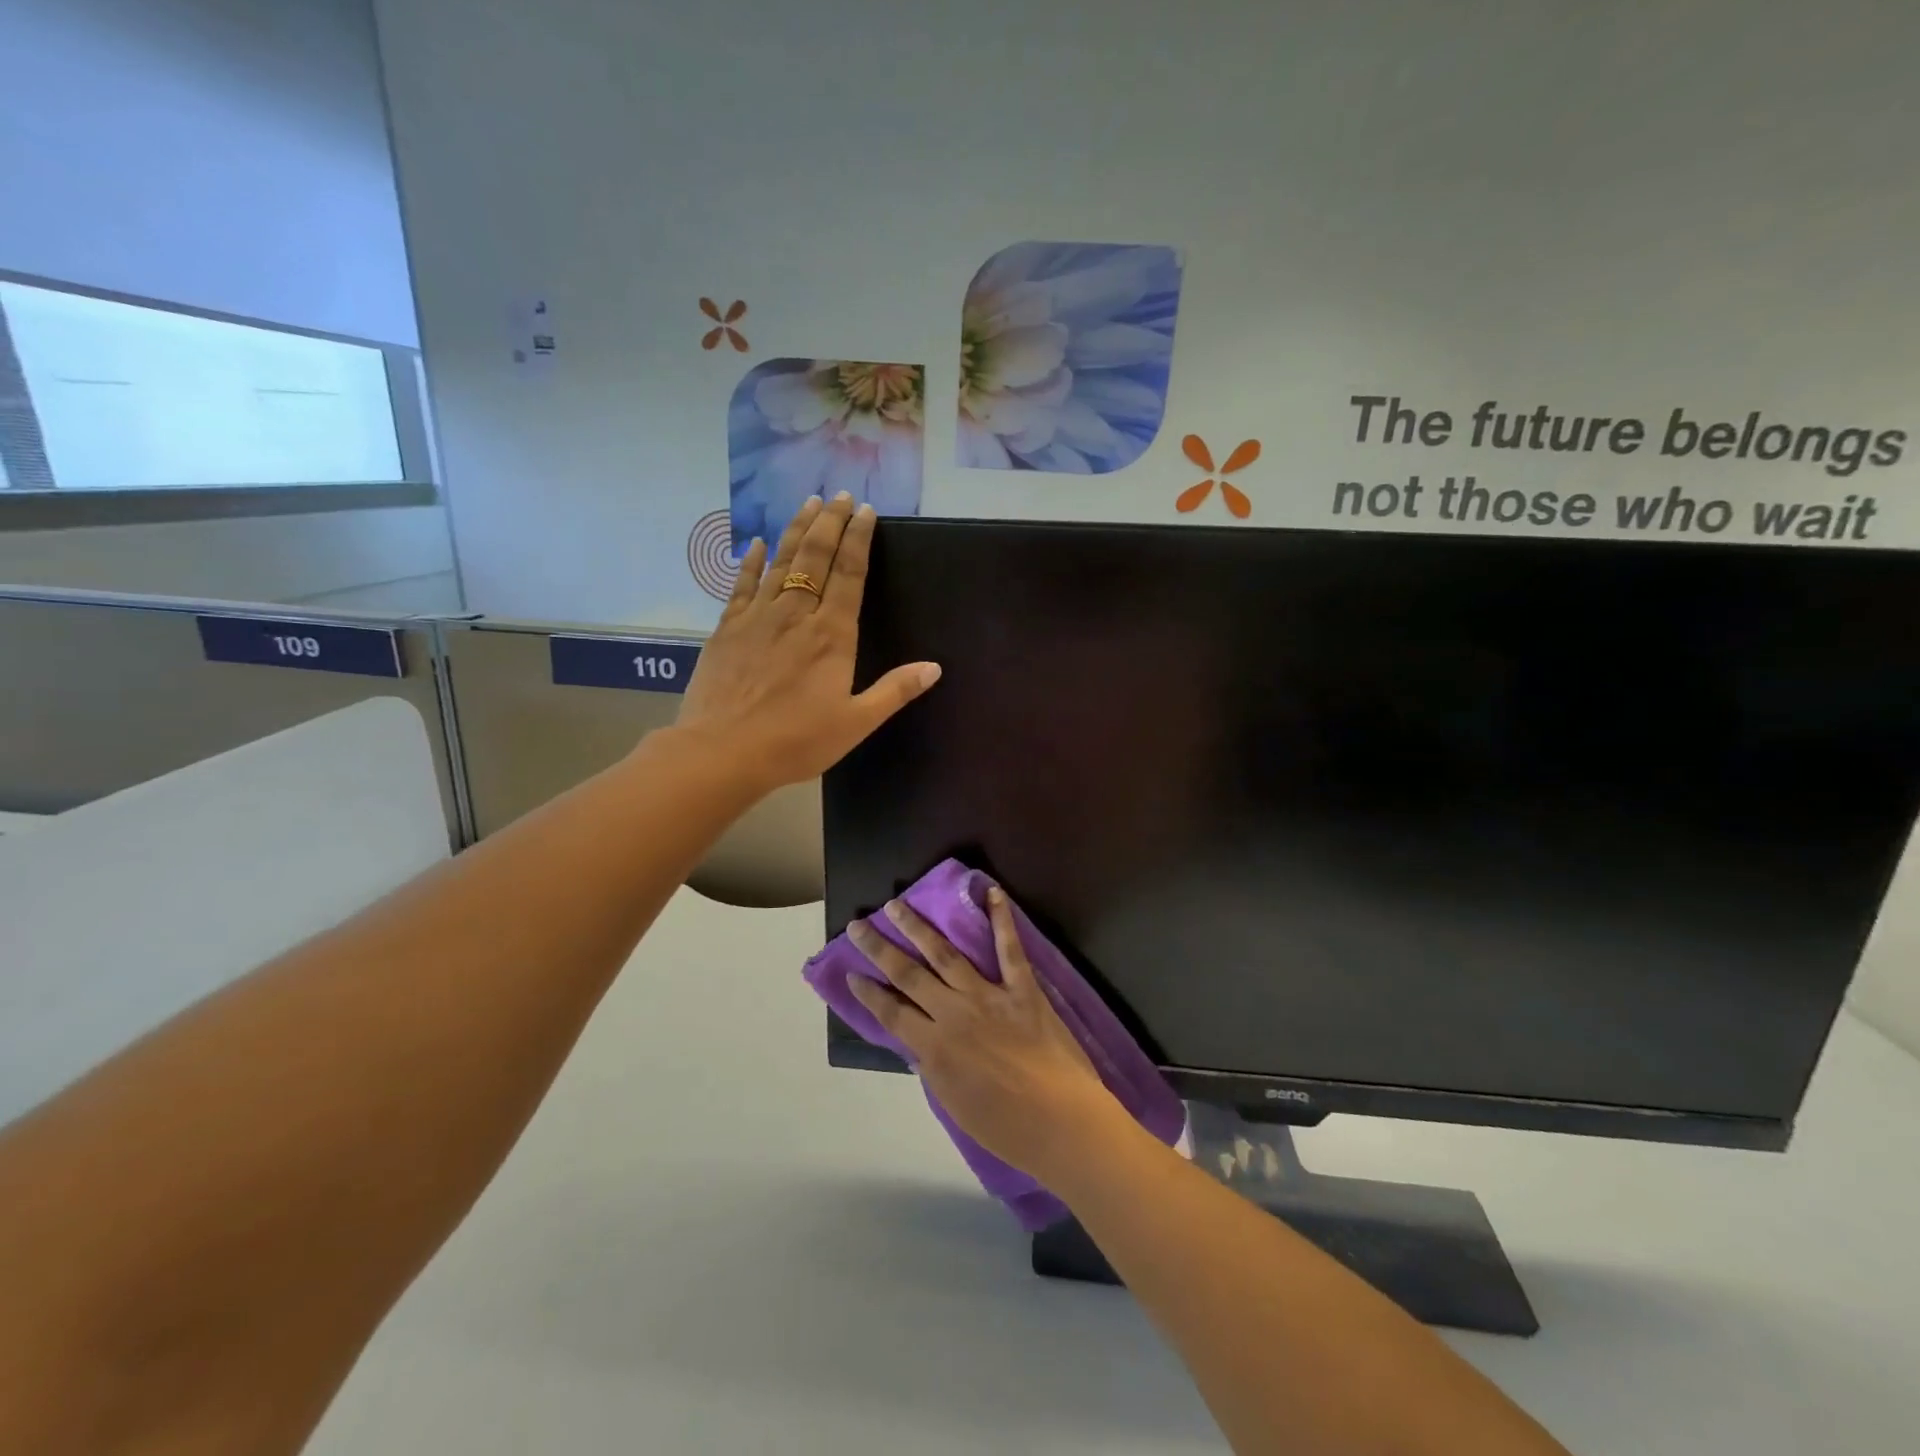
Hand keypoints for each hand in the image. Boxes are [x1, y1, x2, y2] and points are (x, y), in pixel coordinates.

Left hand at [675, 494, 940, 792]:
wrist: (722, 751)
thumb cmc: (796, 741)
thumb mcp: (855, 723)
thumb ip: (894, 691)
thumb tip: (934, 667)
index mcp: (832, 635)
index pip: (849, 575)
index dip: (858, 540)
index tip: (866, 511)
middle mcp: (796, 615)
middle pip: (815, 558)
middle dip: (830, 523)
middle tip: (840, 496)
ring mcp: (758, 617)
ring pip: (781, 563)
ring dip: (796, 530)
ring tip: (808, 503)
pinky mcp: (727, 629)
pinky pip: (742, 585)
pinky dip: (752, 562)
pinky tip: (757, 544)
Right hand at [848, 888, 1123, 1180]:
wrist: (1061, 1123)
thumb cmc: (1006, 1128)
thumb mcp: (954, 1103)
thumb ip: (933, 1067)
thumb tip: (916, 1043)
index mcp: (934, 1047)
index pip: (891, 1012)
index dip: (868, 992)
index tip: (850, 972)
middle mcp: (954, 1013)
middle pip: (908, 974)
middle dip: (879, 949)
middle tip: (858, 924)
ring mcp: (989, 996)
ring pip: (946, 953)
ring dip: (919, 927)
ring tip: (897, 904)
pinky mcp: (1022, 989)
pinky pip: (1009, 949)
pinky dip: (1001, 918)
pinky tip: (992, 891)